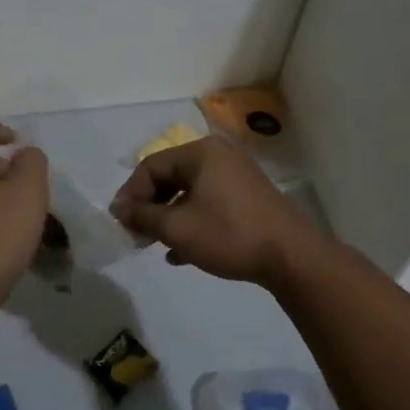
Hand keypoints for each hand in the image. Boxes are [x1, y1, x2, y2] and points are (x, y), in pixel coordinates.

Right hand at [109, 137, 330, 287]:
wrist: (291, 256)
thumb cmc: (229, 234)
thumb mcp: (178, 228)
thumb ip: (143, 216)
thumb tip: (118, 209)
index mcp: (201, 153)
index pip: (151, 166)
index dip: (130, 194)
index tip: (120, 223)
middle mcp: (219, 156)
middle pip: (170, 176)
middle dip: (149, 207)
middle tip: (136, 234)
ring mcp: (236, 176)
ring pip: (189, 192)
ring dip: (168, 217)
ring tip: (156, 245)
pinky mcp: (248, 197)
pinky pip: (209, 203)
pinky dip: (191, 222)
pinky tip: (182, 253)